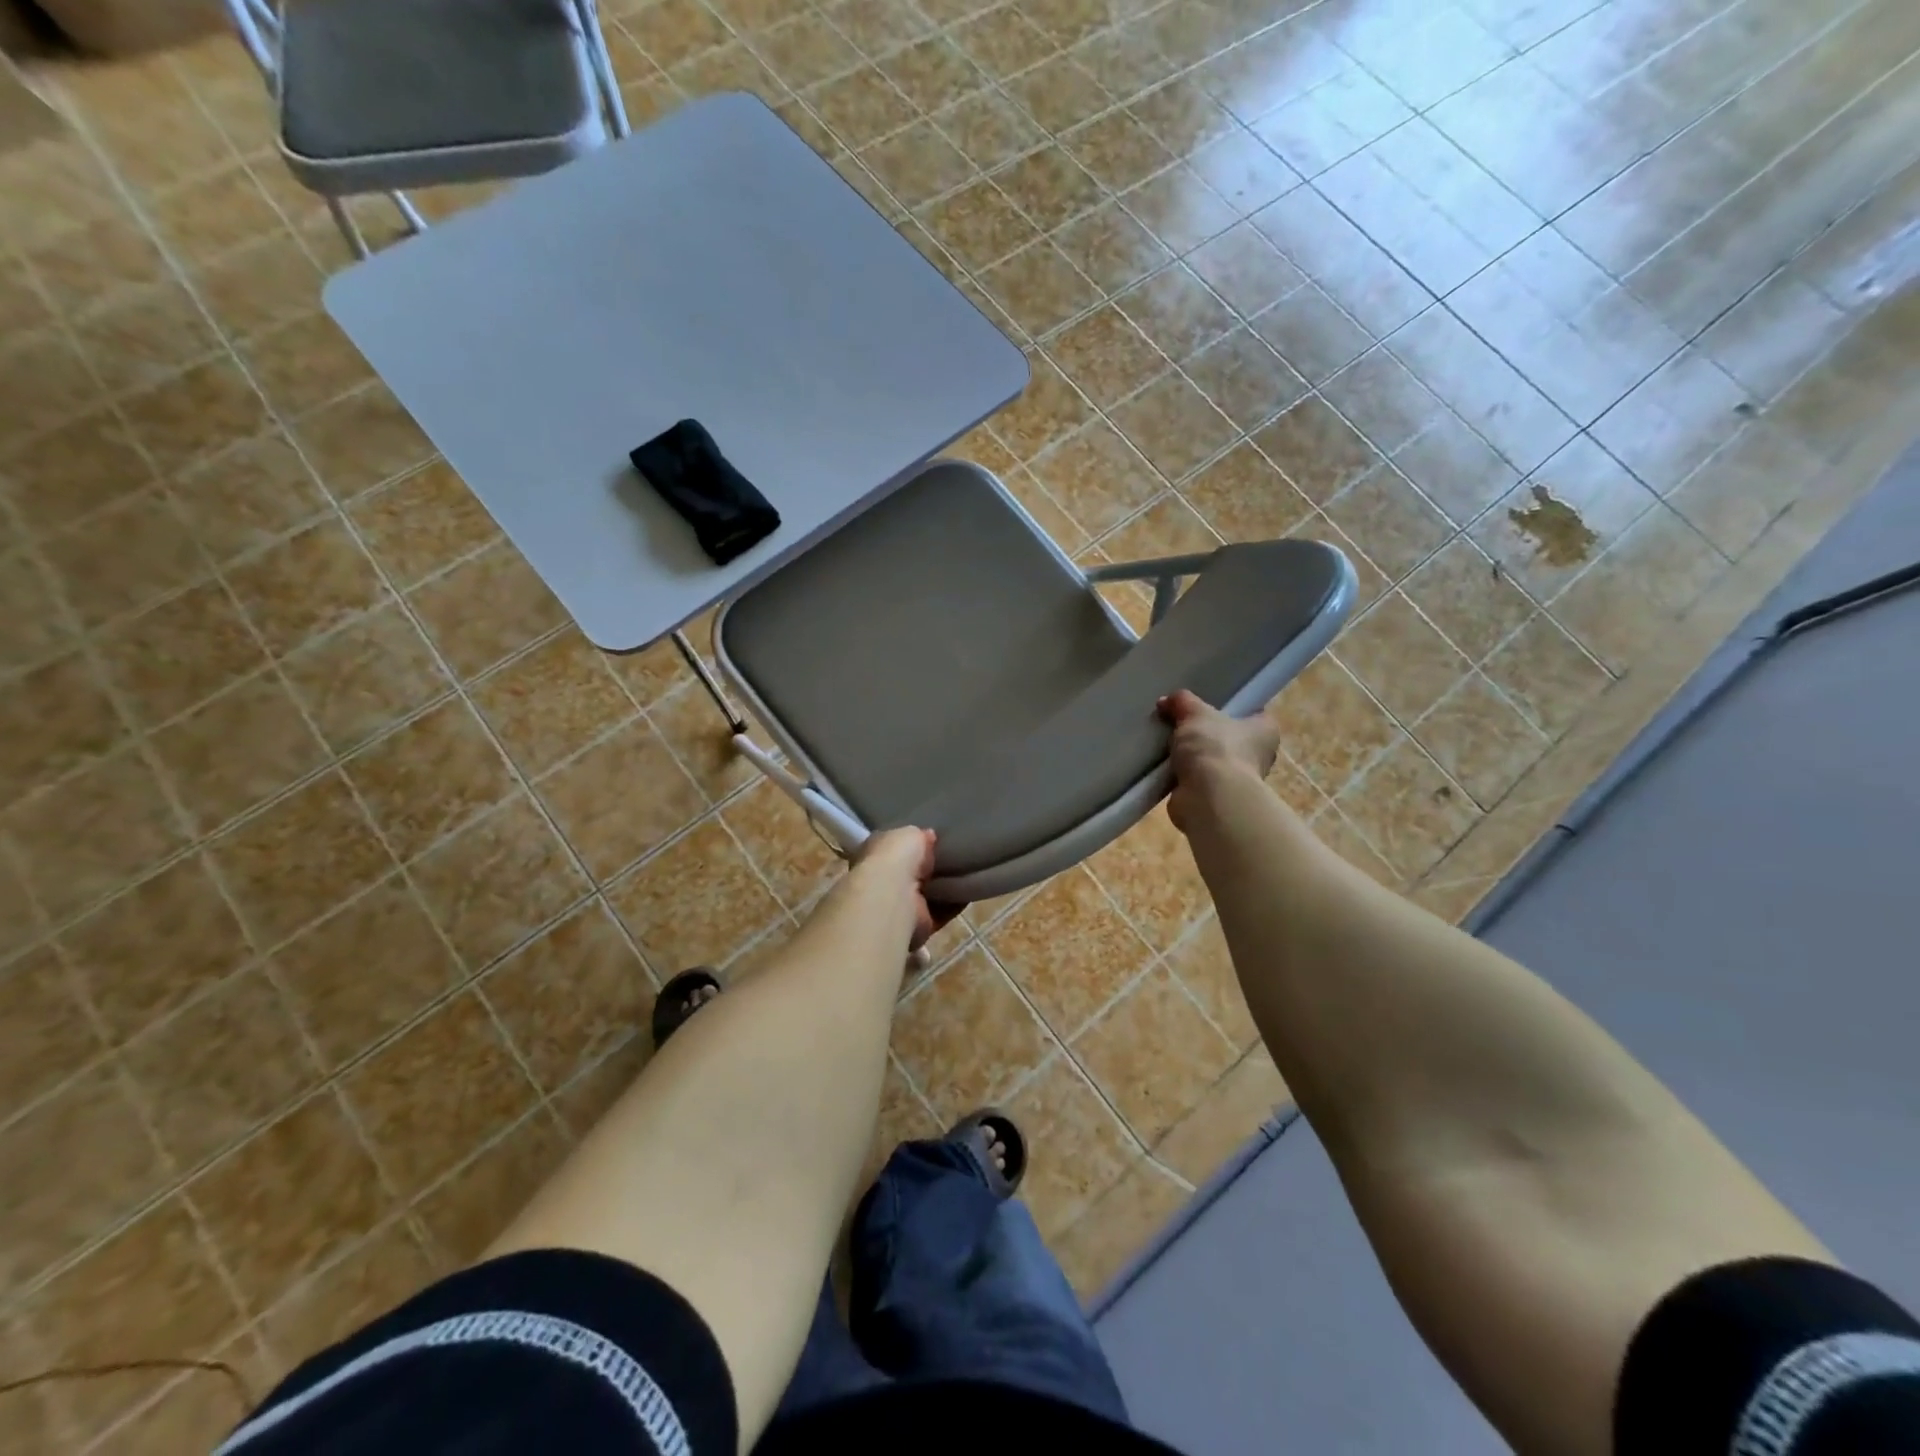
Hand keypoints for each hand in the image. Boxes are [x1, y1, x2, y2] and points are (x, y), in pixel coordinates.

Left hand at [852, 827, 963, 949]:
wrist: (894, 896)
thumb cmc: (894, 857)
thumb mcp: (908, 833)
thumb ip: (918, 835)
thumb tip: (929, 836)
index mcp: (875, 854)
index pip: (894, 848)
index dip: (911, 844)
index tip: (932, 839)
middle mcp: (884, 881)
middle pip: (912, 873)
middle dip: (930, 867)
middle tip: (955, 855)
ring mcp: (901, 905)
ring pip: (928, 893)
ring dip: (944, 887)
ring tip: (967, 872)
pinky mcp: (920, 924)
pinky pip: (941, 912)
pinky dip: (955, 904)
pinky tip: (970, 891)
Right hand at [1157, 690, 1279, 833]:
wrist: (1208, 797)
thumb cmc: (1215, 747)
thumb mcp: (1195, 713)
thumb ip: (1183, 702)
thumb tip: (1167, 700)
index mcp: (1265, 731)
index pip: (1253, 713)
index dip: (1233, 706)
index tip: (1209, 704)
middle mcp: (1258, 756)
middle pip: (1229, 737)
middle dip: (1206, 732)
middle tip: (1181, 722)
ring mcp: (1237, 780)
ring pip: (1211, 759)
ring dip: (1192, 756)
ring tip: (1167, 744)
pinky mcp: (1216, 798)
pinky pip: (1197, 779)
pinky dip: (1182, 775)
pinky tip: (1164, 766)